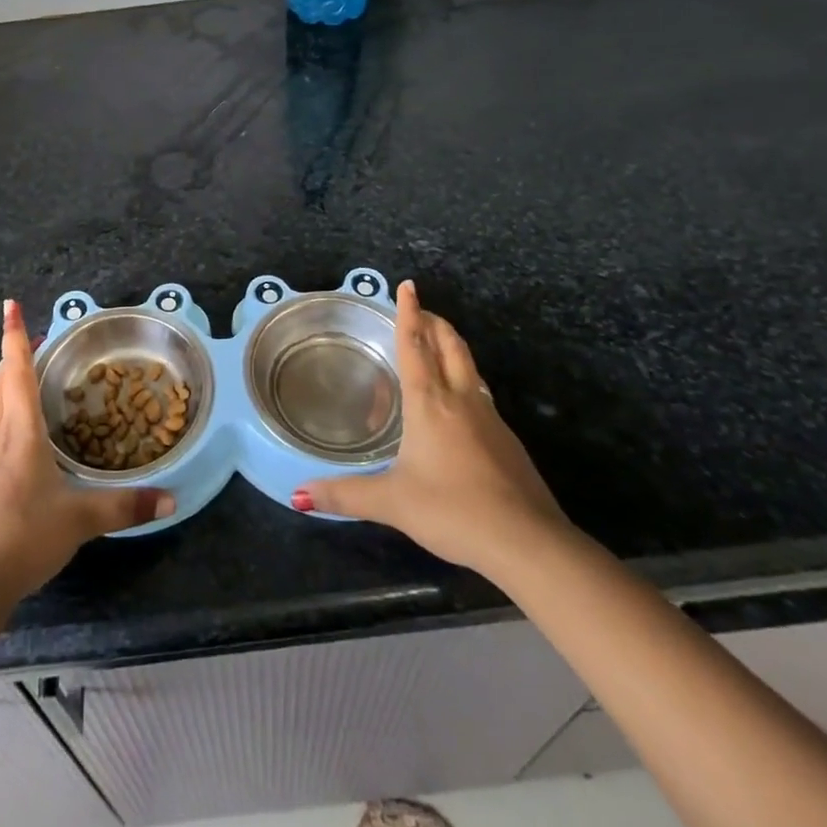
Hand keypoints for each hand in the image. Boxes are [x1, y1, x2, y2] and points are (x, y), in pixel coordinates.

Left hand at [0, 301, 174, 606]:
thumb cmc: (24, 536)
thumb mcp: (81, 520)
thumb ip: (126, 506)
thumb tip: (170, 499)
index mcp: (20, 431)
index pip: (17, 371)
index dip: (14, 336)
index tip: (9, 305)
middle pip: (0, 380)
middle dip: (14, 354)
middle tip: (35, 339)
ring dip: (5, 379)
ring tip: (26, 372)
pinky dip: (3, 406)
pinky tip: (18, 425)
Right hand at [294, 281, 567, 575]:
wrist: (528, 542)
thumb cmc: (454, 510)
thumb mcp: (392, 503)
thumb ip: (344, 495)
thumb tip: (298, 495)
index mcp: (429, 403)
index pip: (415, 345)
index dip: (409, 313)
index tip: (408, 285)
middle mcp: (460, 400)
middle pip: (450, 345)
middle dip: (435, 322)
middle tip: (420, 310)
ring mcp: (490, 418)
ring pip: (470, 367)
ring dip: (452, 347)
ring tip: (437, 346)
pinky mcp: (508, 441)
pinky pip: (481, 395)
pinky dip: (465, 381)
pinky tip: (459, 404)